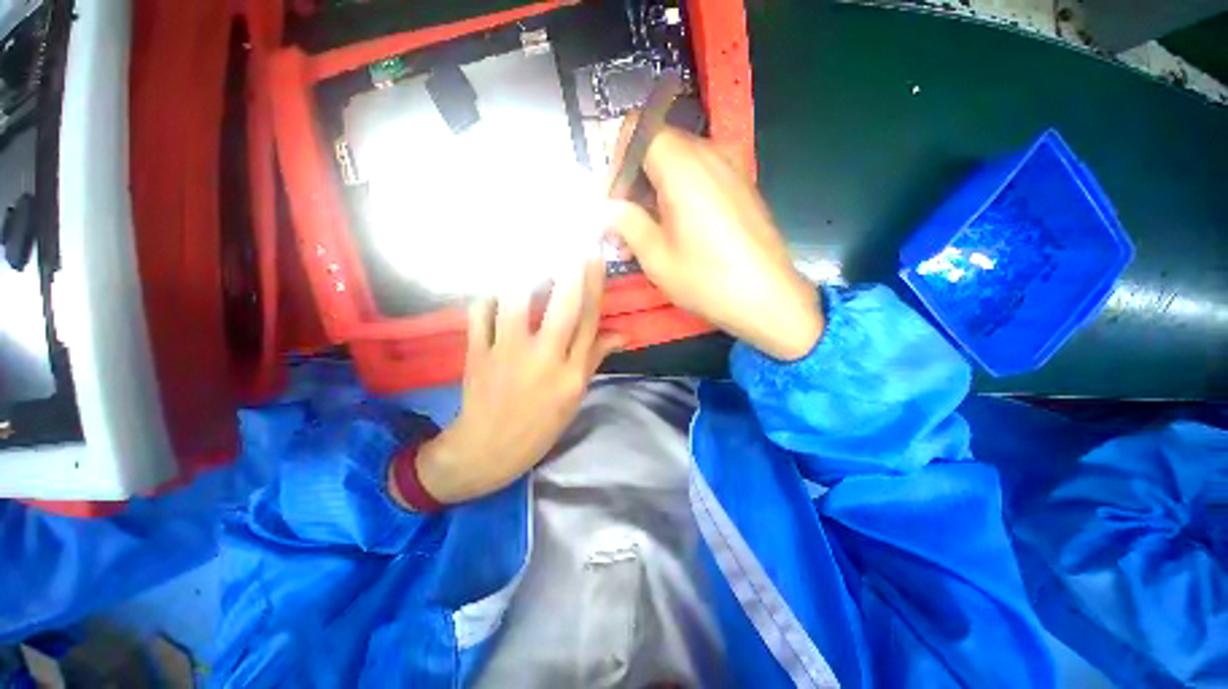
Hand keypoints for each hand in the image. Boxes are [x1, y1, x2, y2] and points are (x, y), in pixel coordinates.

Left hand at [401, 260, 622, 505]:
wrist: (488, 450)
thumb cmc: (540, 425)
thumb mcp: (575, 395)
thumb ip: (595, 358)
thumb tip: (622, 334)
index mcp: (572, 372)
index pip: (589, 320)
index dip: (593, 284)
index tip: (594, 255)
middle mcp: (545, 358)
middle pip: (562, 304)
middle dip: (569, 266)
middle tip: (571, 236)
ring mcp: (508, 353)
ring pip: (517, 301)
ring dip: (525, 272)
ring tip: (529, 249)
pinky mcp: (477, 353)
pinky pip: (481, 312)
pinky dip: (488, 295)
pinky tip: (495, 288)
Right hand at [610, 127, 823, 360]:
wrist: (768, 299)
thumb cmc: (707, 280)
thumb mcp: (656, 257)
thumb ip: (627, 223)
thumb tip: (607, 208)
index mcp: (683, 166)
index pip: (639, 130)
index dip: (618, 160)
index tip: (612, 198)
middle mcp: (710, 155)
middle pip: (659, 147)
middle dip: (635, 180)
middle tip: (623, 223)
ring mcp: (731, 168)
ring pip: (679, 163)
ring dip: (656, 191)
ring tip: (646, 233)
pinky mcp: (741, 186)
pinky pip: (701, 176)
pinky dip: (679, 195)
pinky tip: (675, 230)